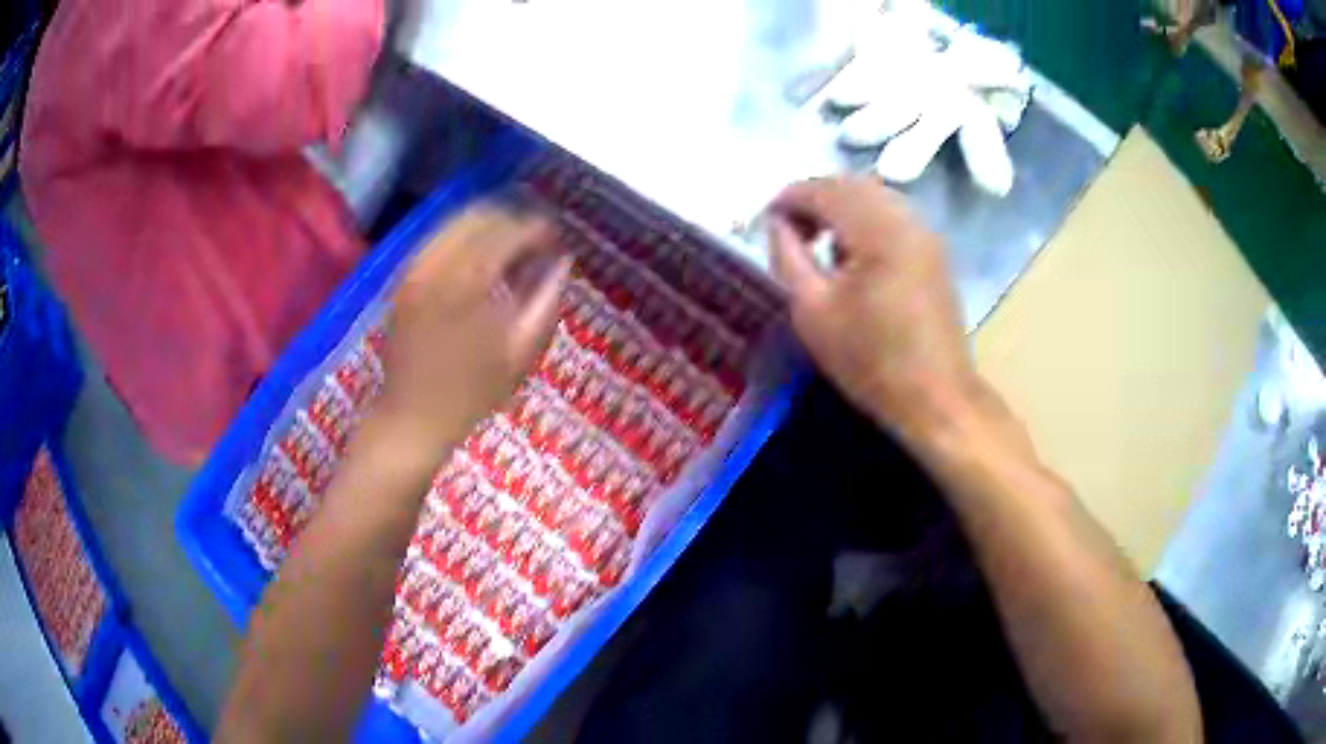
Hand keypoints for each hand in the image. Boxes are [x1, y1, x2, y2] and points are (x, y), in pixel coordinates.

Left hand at [369, 206, 570, 465]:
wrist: (411, 418)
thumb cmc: (469, 396)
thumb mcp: (518, 356)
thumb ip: (543, 303)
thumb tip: (561, 264)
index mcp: (466, 285)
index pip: (506, 234)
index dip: (535, 230)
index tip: (556, 238)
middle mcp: (435, 266)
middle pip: (478, 217)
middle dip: (511, 220)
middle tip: (535, 240)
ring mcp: (414, 270)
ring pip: (453, 222)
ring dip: (486, 226)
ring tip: (509, 246)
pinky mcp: (402, 278)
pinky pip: (435, 239)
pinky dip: (461, 238)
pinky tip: (478, 257)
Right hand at [767, 177, 979, 444]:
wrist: (935, 397)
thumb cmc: (870, 361)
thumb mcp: (812, 311)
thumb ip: (788, 256)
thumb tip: (777, 223)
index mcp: (877, 230)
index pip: (824, 190)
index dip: (789, 198)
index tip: (765, 220)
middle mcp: (905, 218)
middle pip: (851, 184)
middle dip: (814, 198)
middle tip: (788, 229)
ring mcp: (925, 232)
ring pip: (873, 196)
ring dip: (839, 206)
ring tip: (815, 239)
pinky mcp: (933, 250)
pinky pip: (891, 214)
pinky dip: (863, 219)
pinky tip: (849, 251)